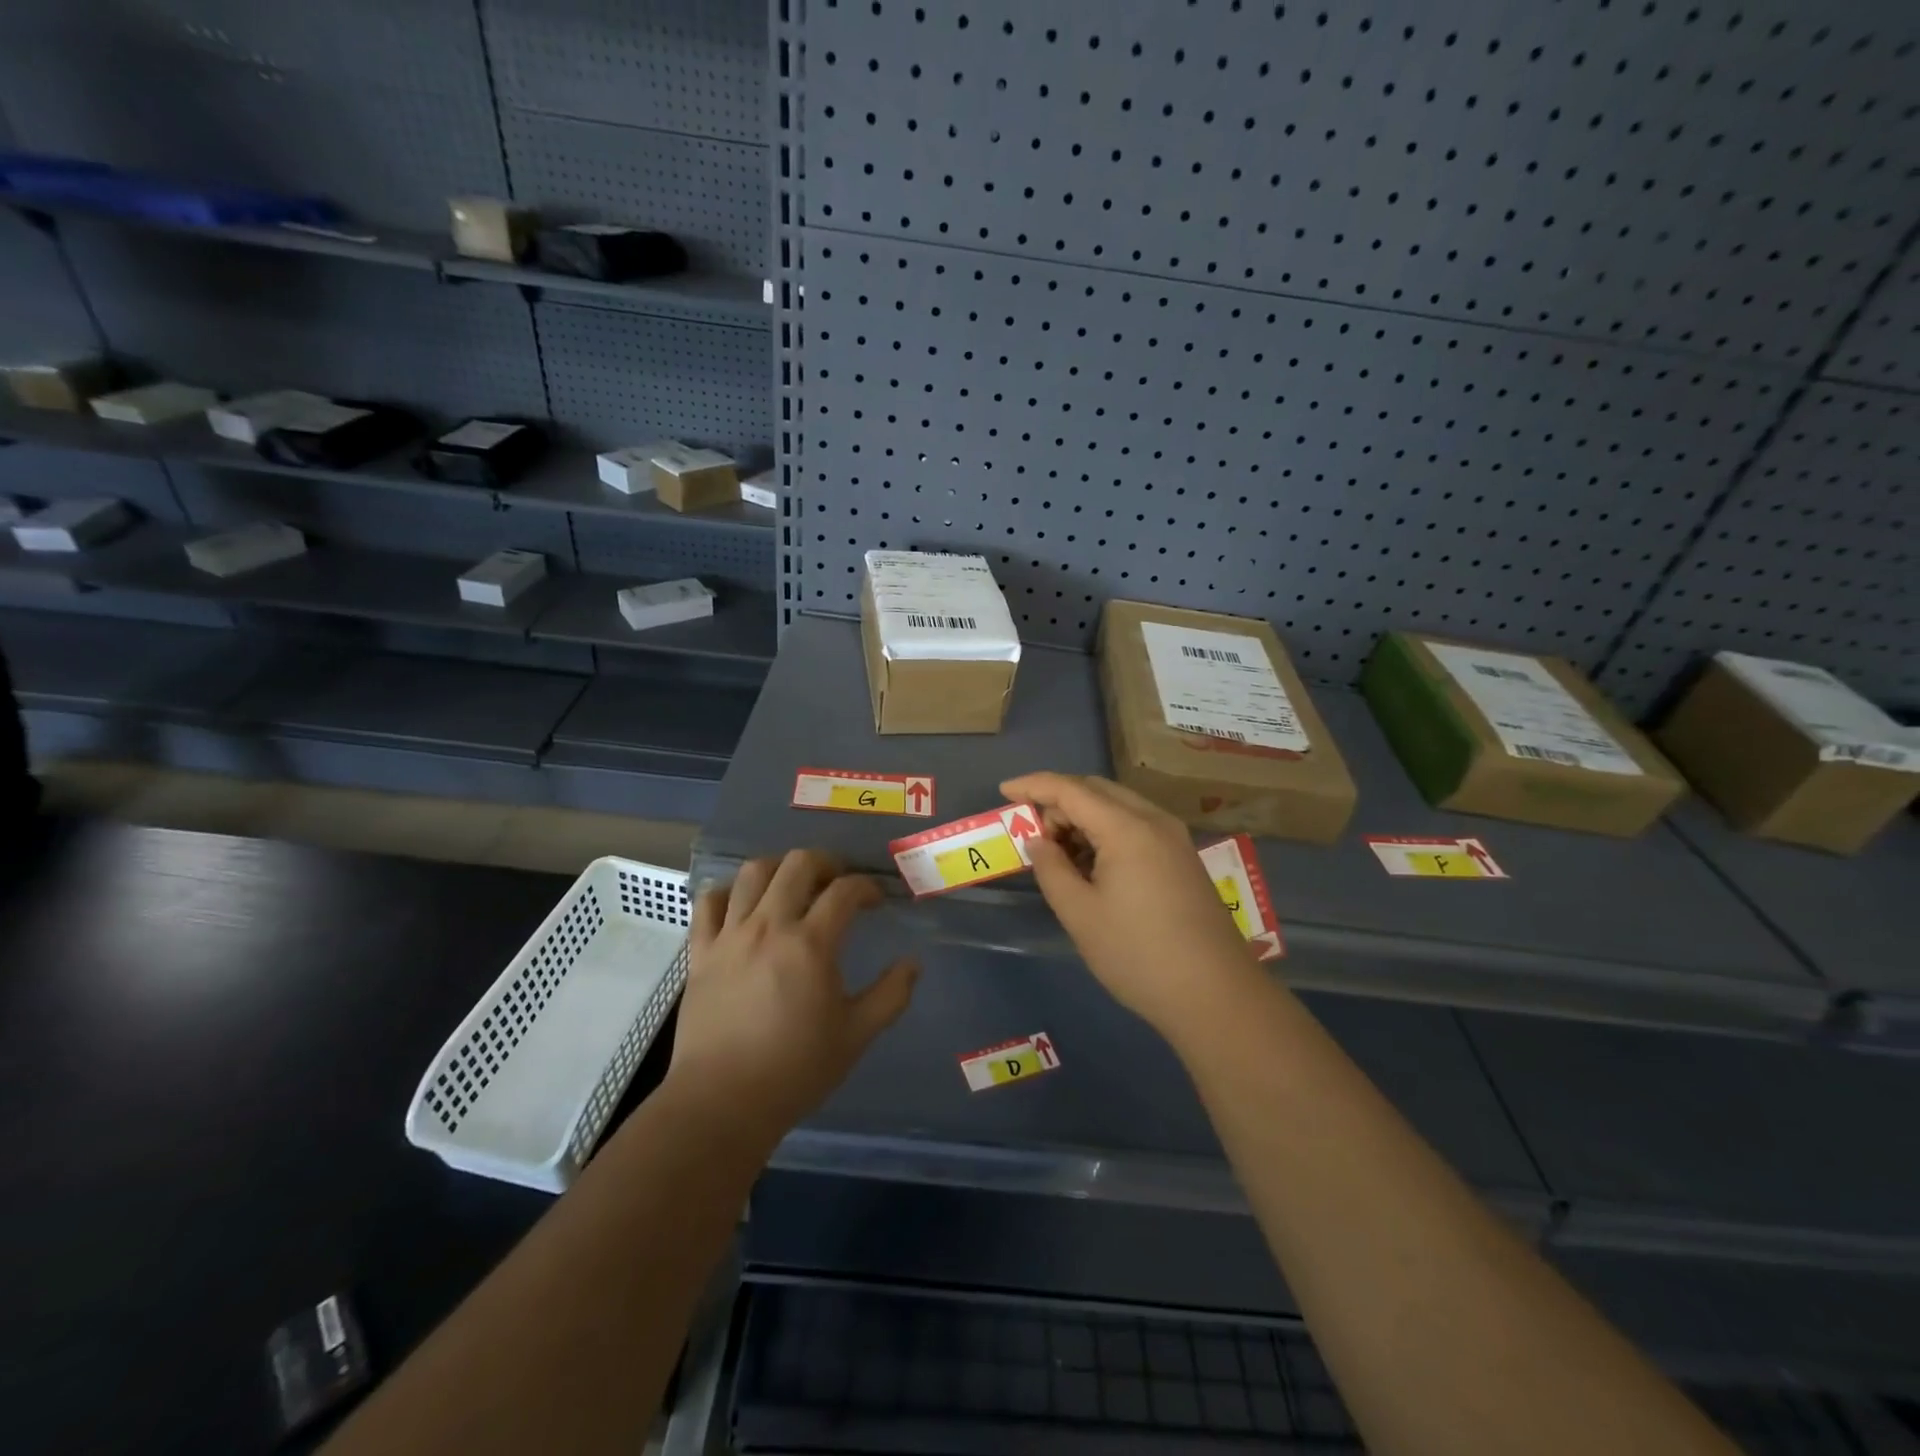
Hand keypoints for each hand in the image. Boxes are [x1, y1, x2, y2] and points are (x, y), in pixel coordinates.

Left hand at [667, 850, 917, 1139]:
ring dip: (779, 868)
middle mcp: (769, 926)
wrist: (722, 1102)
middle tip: (837, 882)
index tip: (875, 901)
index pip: (845, 891)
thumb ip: (890, 995)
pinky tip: (742, 905)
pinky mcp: (700, 952)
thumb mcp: (856, 1035)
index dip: (866, 887)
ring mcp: (730, 936)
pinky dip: (728, 893)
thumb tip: (912, 963)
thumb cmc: (795, 1070)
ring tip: (792, 885)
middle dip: (826, 863)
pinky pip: (709, 903)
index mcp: (811, 944)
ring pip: (752, 872)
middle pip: (797, 864)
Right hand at [1002, 772, 1259, 1039]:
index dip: (1033, 785)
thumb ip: (1051, 868)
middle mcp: (1154, 820)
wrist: (1215, 995)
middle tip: (1034, 834)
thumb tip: (1039, 841)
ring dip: (1083, 818)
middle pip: (1097, 790)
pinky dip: (1107, 833)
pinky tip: (1093, 867)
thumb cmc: (1138, 954)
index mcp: (1127, 827)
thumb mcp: (1080, 914)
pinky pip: (1136, 826)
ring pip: (1118, 807)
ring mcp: (1174, 838)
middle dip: (1059, 802)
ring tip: (1060, 856)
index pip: (1071, 789)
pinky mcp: (1183, 858)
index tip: (1003, 790)